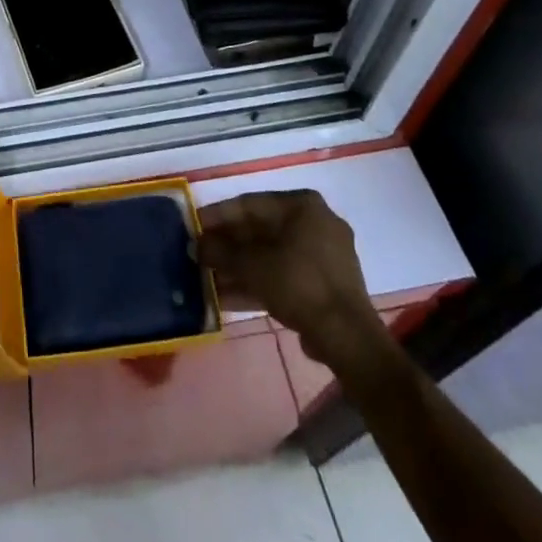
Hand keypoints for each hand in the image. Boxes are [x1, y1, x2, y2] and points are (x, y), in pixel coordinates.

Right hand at [198, 190, 392, 392]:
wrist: (347, 337)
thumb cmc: (298, 284)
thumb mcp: (251, 265)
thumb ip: (220, 251)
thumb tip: (197, 245)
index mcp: (302, 205)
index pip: (249, 204)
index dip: (217, 216)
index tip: (194, 226)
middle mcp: (315, 222)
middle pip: (260, 230)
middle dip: (228, 246)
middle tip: (200, 256)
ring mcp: (324, 254)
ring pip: (271, 255)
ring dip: (239, 267)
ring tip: (208, 280)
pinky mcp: (326, 284)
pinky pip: (285, 274)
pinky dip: (259, 282)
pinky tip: (228, 298)